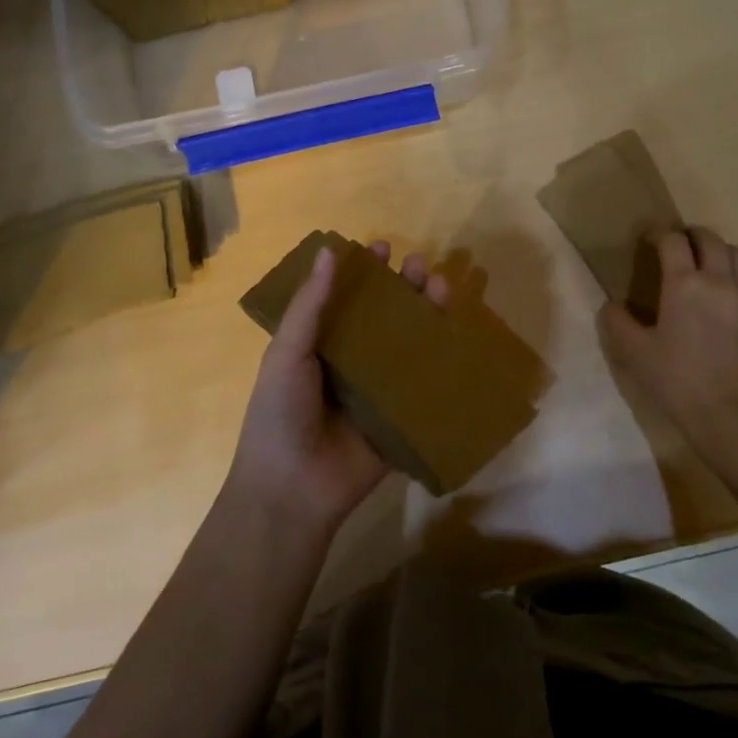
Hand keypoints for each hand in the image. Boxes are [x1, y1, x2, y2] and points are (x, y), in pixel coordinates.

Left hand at [227, 240, 448, 538]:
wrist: (292, 489)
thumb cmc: (280, 413)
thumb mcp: (287, 353)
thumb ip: (310, 305)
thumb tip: (329, 250)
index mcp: (323, 345)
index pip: (348, 299)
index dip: (364, 272)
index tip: (381, 247)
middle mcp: (354, 362)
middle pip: (385, 317)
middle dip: (403, 288)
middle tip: (418, 266)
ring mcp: (380, 390)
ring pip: (410, 344)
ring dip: (426, 314)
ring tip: (441, 287)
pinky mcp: (403, 417)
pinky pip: (426, 385)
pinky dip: (443, 361)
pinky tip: (457, 335)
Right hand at [599, 227, 737, 457]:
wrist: (733, 414)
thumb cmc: (679, 381)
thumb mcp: (635, 354)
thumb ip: (618, 323)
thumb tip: (611, 305)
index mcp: (684, 284)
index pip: (672, 241)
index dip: (658, 235)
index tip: (649, 241)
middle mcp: (719, 280)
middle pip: (710, 238)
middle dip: (692, 235)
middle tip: (679, 246)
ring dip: (721, 251)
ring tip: (709, 264)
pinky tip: (734, 294)